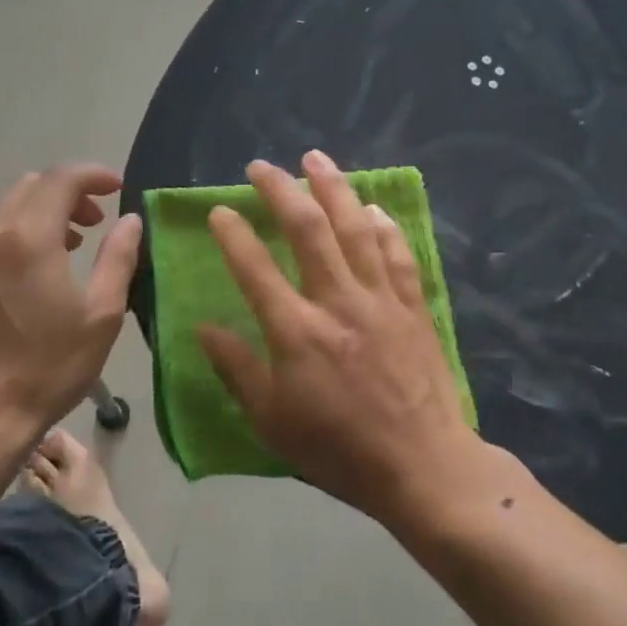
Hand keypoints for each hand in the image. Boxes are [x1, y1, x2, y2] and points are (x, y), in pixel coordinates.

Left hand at [0, 164, 142, 436]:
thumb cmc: (49, 366)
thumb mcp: (101, 314)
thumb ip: (119, 257)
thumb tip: (129, 220)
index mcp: (27, 237)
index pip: (61, 178)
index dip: (93, 174)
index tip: (116, 187)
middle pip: (28, 189)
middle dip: (66, 194)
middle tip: (95, 222)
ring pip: (2, 218)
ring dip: (38, 221)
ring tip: (66, 251)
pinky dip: (11, 250)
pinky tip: (25, 289)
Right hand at [197, 151, 480, 521]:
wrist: (423, 466)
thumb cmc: (338, 449)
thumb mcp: (272, 420)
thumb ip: (237, 369)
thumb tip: (204, 327)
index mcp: (297, 332)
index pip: (255, 268)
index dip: (233, 234)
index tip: (219, 211)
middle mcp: (338, 302)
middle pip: (308, 230)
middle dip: (280, 191)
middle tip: (261, 167)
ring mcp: (381, 300)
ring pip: (355, 229)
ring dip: (333, 188)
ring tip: (315, 158)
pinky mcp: (414, 307)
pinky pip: (398, 254)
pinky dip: (384, 226)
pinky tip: (373, 207)